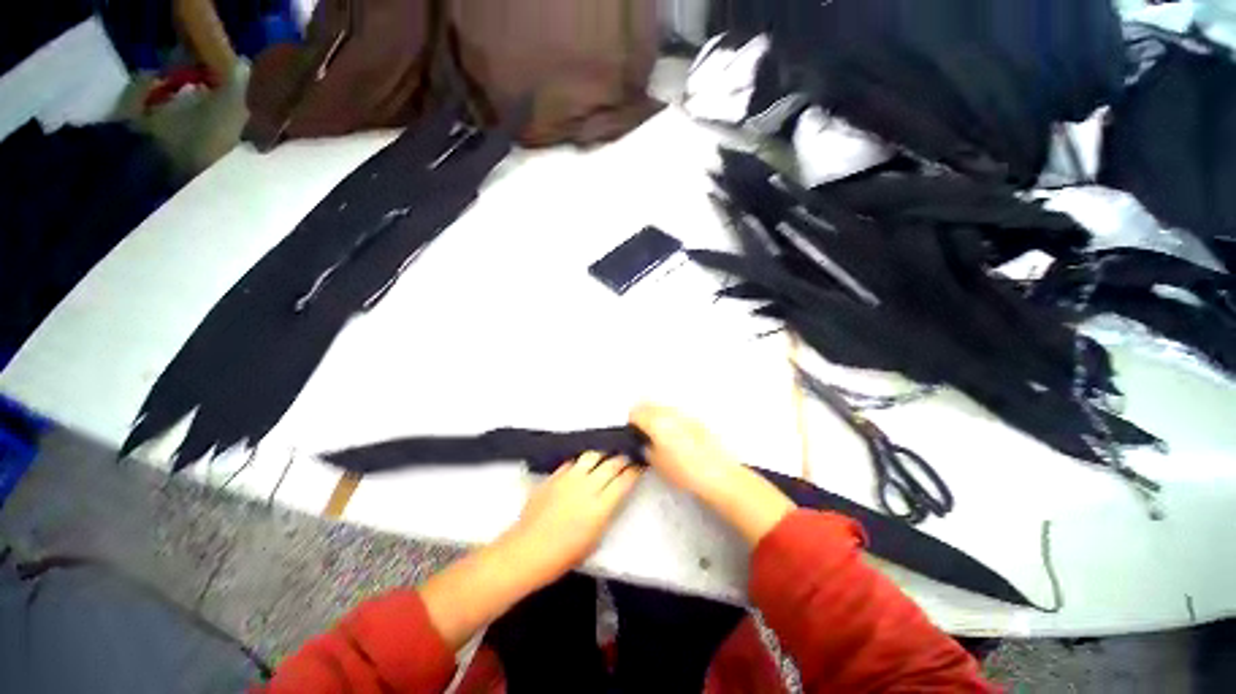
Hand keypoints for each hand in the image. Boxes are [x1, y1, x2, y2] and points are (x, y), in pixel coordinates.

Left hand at [503, 452, 642, 586]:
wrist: (528, 550)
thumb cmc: (564, 555)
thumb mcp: (595, 538)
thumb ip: (605, 513)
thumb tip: (611, 497)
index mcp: (601, 506)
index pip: (624, 480)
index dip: (635, 471)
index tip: (640, 466)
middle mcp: (588, 486)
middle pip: (611, 464)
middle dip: (622, 459)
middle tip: (627, 457)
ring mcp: (570, 478)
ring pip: (592, 455)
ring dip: (602, 454)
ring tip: (606, 456)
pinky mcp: (555, 475)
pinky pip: (572, 461)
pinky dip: (581, 461)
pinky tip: (582, 464)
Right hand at [631, 403, 795, 544]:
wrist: (719, 475)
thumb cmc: (689, 472)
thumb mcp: (658, 464)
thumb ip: (647, 449)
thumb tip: (646, 444)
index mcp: (657, 423)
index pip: (636, 412)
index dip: (632, 422)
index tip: (634, 431)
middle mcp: (670, 414)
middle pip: (648, 404)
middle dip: (643, 414)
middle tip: (643, 431)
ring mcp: (685, 414)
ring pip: (663, 406)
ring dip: (657, 415)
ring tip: (660, 435)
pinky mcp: (697, 419)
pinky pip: (677, 413)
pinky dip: (671, 419)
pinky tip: (676, 436)